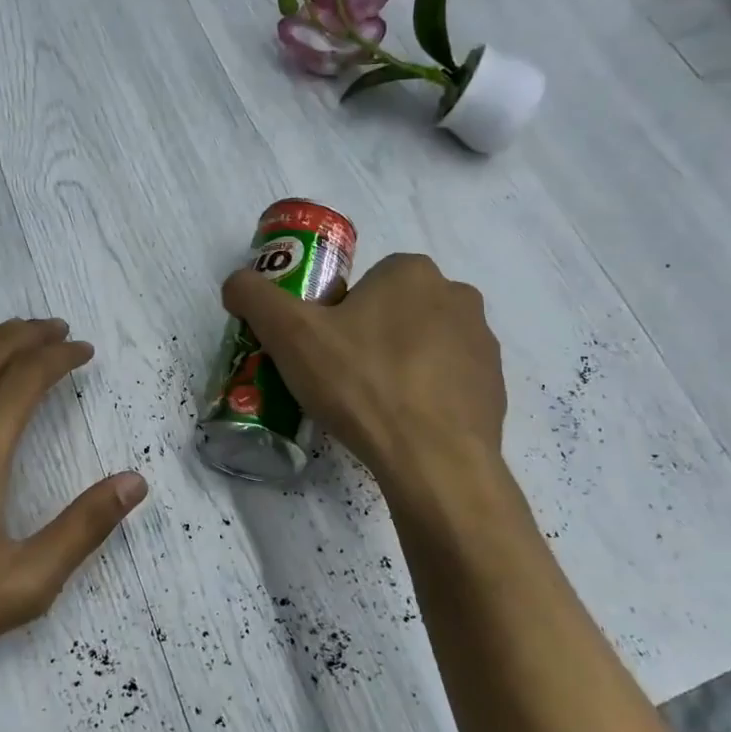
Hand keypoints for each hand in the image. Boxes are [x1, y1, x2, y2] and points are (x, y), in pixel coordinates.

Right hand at [221, 253, 507, 489]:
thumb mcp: (289, 334)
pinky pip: (448, 382)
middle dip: (367, 339)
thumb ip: (255, 297)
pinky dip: (425, 397)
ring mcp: (483, 343)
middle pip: (393, 313)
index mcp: (412, 272)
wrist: (433, 460)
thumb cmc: (360, 384)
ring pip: (423, 346)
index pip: (363, 284)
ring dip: (398, 366)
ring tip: (371, 408)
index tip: (321, 351)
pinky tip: (403, 426)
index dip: (335, 316)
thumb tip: (235, 283)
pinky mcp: (495, 387)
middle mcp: (457, 295)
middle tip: (340, 380)